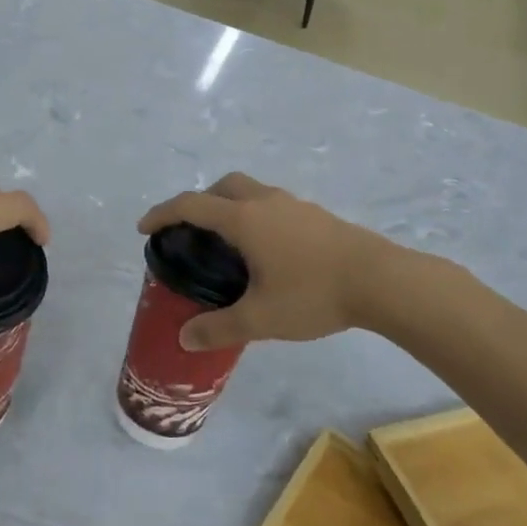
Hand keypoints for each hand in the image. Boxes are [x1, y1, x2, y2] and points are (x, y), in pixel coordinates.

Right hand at [136, 173, 390, 349]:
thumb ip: (219, 327)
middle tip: (192, 230)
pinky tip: (268, 252)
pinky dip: (256, 216)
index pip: (191, 204)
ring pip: (251, 192)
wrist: (381, 281)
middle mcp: (265, 202)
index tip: (145, 228)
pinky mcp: (316, 215)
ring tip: (229, 244)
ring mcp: (294, 205)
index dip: (163, 213)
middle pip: (223, 186)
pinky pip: (273, 205)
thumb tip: (185, 339)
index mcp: (244, 219)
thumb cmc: (313, 294)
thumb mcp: (261, 318)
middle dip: (200, 201)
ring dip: (231, 206)